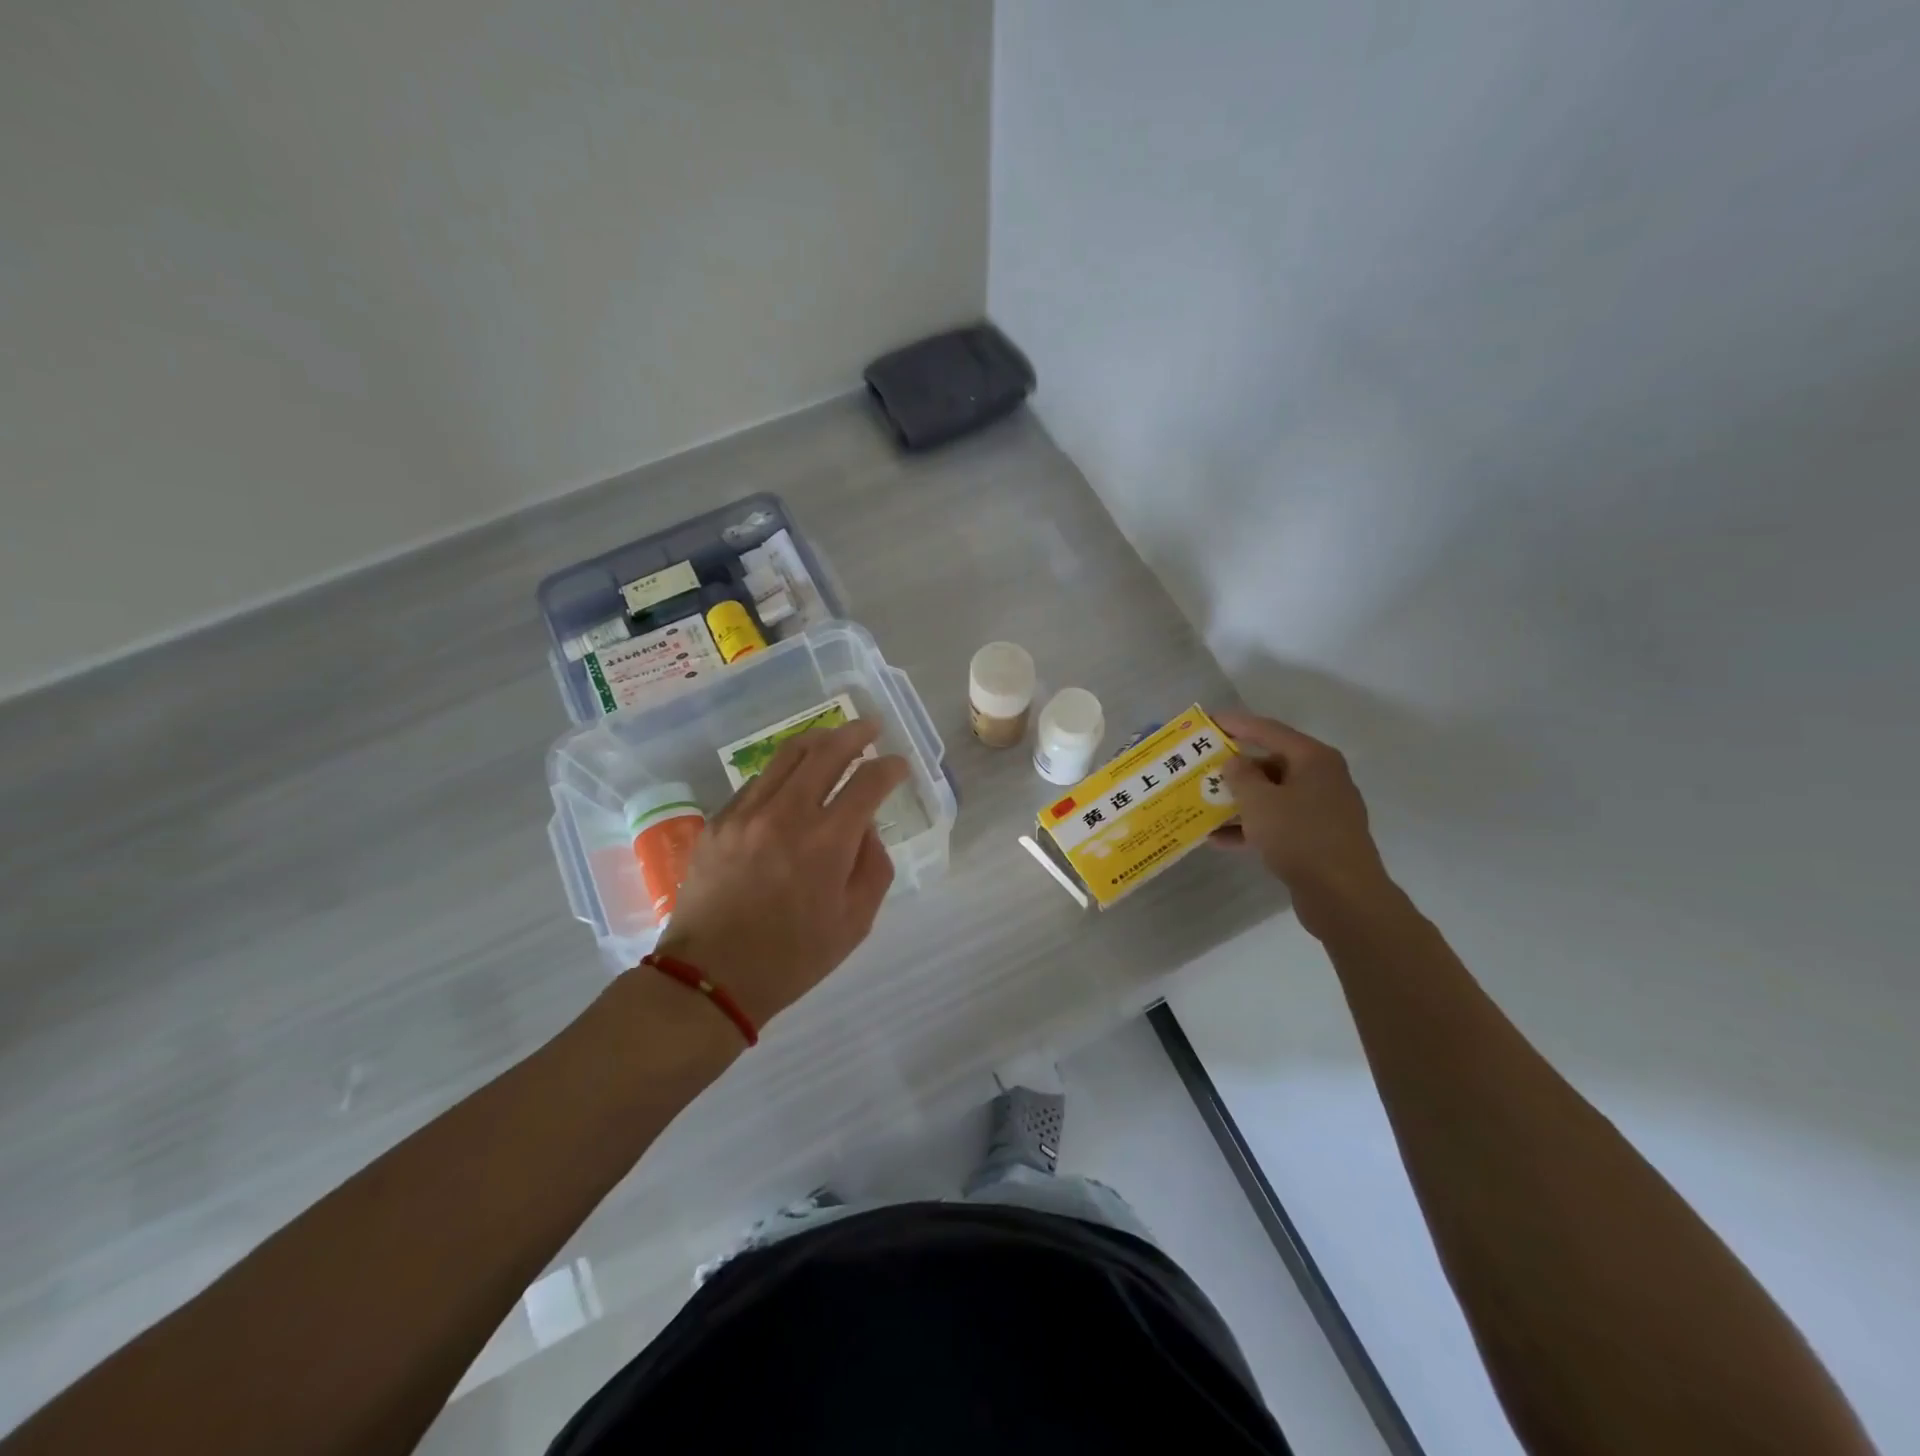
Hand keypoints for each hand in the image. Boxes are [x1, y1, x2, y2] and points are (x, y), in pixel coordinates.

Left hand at [652, 720, 908, 1029]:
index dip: (890, 767)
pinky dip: (782, 773)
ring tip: (833, 738)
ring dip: (818, 741)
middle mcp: (786, 814)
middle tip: (872, 727)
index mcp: (827, 842)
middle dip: (855, 733)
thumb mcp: (855, 922)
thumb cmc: (792, 958)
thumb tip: (864, 828)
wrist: (710, 978)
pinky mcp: (718, 822)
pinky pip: (756, 782)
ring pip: (786, 756)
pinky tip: (791, 782)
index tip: (899, 765)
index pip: (868, 782)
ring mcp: (746, 813)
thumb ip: (872, 866)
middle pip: (826, 751)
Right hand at [1212, 710, 1397, 937]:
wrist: (1343, 895)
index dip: (1236, 724)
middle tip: (1202, 768)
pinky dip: (1252, 827)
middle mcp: (1322, 778)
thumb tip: (1234, 761)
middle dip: (1234, 768)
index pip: (1268, 729)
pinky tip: (1220, 840)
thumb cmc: (1300, 836)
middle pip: (1270, 763)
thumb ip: (1240, 775)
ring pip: (1272, 796)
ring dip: (1239, 801)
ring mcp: (1322, 810)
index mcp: (1313, 759)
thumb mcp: (1259, 801)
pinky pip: (1278, 823)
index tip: (1208, 722)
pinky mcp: (1317, 838)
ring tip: (1203, 805)